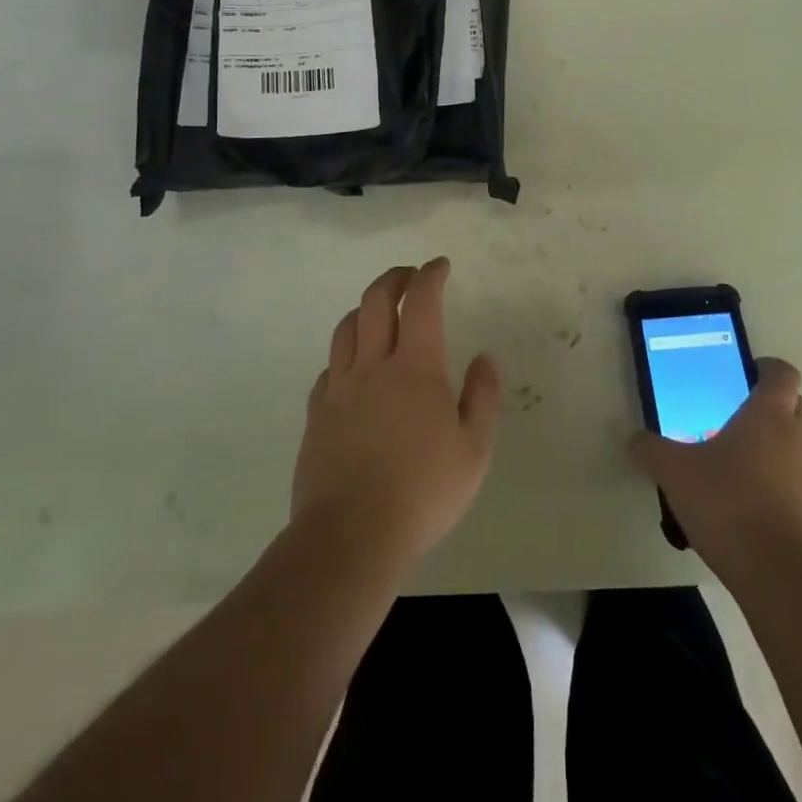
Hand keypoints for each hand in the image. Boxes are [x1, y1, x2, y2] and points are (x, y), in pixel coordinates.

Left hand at [291, 258, 502, 573]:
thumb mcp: (474, 449)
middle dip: (394, 278)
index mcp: (414, 368)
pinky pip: (329, 367)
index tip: (439, 265)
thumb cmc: (422, 492)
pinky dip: (344, 353)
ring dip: (365, 308)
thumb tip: (484, 358)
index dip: (430, 275)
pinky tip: (352, 366)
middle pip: (375, 302)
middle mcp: (373, 366)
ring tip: (379, 310)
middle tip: (409, 275)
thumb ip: (482, 397)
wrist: (351, 536)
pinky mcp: (317, 414)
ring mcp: (339, 389)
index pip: (421, 302)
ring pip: (346, 328)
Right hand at [630, 358, 801, 579]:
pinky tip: (755, 518)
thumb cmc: (727, 503)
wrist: (780, 576)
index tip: (746, 374)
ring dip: (779, 454)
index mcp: (769, 416)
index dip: (767, 368)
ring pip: (801, 452)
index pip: (782, 373)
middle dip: (772, 410)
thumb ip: (652, 450)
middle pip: (796, 408)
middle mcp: (800, 440)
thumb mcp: (674, 472)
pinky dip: (786, 496)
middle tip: (736, 423)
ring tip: (741, 475)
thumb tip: (636, 441)